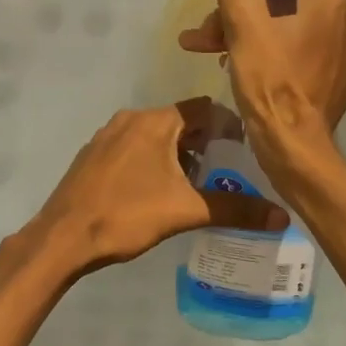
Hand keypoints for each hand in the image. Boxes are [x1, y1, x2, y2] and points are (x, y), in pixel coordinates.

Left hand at [26, 99, 288, 277]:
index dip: (228, 125)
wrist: (63, 236)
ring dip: (177, 153)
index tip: (246, 149)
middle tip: (226, 170)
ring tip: (196, 184)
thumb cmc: (126, 215)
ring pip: (154, 135)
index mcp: (154, 121)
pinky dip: (152, 160)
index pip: (203, 108)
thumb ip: (235, 210)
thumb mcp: (185, 211)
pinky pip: (133, 147)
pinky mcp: (93, 155)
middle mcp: (130, 119)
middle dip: (204, 142)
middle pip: (179, 121)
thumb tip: (282, 216)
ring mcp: (107, 136)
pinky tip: (157, 190)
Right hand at [177, 0, 345, 168]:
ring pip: (286, 30)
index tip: (216, 17)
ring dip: (249, 38)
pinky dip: (274, 59)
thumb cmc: (267, 74)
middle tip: (206, 42)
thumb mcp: (238, 14)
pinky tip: (252, 76)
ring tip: (220, 59)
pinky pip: (299, 56)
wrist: (292, 141)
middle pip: (277, 4)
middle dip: (236, 19)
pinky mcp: (340, 78)